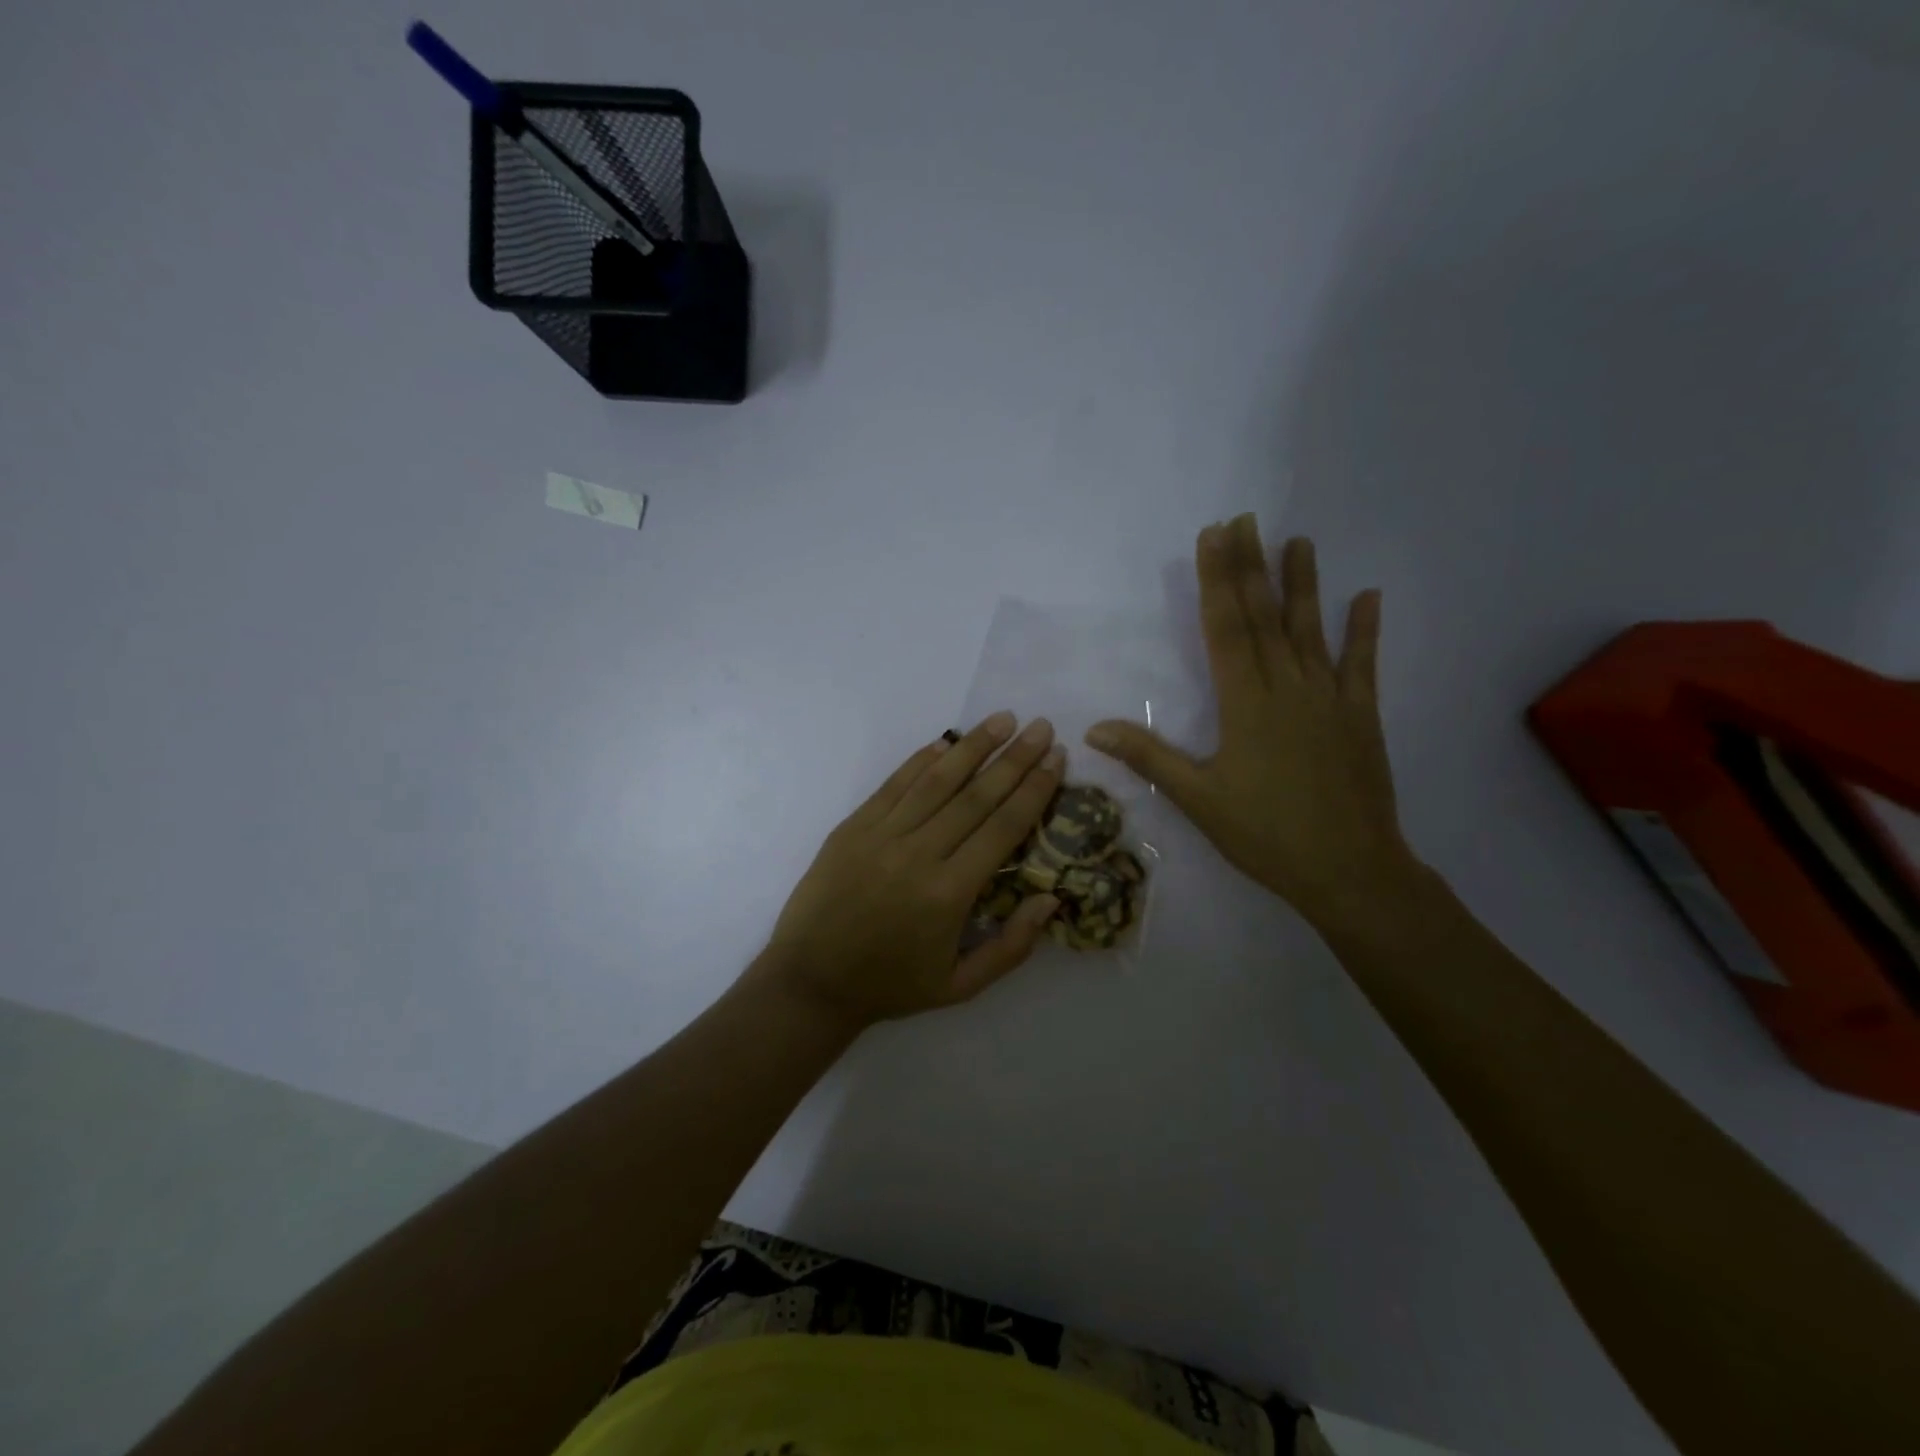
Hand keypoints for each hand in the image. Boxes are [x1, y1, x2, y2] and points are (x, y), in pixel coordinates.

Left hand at [758, 713, 1065, 1029]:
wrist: (811, 981)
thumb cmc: (891, 985)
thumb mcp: (961, 986)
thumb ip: (1012, 946)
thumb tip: (1052, 900)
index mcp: (950, 894)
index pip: (1003, 828)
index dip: (1033, 790)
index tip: (1056, 760)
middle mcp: (919, 855)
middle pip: (976, 796)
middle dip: (1014, 759)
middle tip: (1042, 727)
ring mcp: (882, 836)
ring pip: (936, 781)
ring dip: (973, 747)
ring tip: (1003, 719)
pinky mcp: (853, 827)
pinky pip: (894, 785)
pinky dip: (921, 760)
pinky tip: (945, 741)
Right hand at [1086, 515, 1414, 933]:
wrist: (1350, 870)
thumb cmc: (1266, 835)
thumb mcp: (1198, 800)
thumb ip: (1149, 758)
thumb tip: (1093, 730)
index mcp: (1246, 703)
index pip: (1226, 628)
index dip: (1217, 580)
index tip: (1213, 536)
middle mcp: (1288, 687)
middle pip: (1265, 616)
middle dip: (1251, 566)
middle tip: (1244, 520)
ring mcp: (1330, 698)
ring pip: (1311, 629)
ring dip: (1304, 583)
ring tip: (1299, 540)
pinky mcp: (1361, 716)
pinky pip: (1363, 664)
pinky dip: (1365, 630)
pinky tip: (1369, 595)